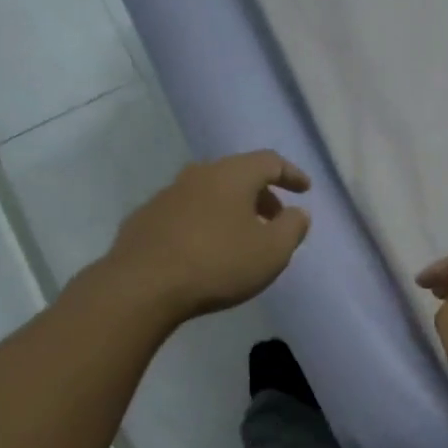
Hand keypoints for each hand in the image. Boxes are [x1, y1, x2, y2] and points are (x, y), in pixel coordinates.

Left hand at [104, 150, 312, 324]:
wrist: (143, 286)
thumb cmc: (218, 264)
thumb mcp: (271, 251)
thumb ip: (292, 228)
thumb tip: (297, 212)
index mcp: (232, 175)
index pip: (269, 161)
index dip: (291, 174)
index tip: (305, 190)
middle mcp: (198, 174)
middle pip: (237, 175)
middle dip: (261, 194)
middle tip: (275, 218)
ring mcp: (166, 195)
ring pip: (209, 193)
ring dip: (231, 209)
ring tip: (241, 236)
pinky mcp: (144, 219)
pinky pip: (185, 213)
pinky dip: (203, 223)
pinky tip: (204, 249)